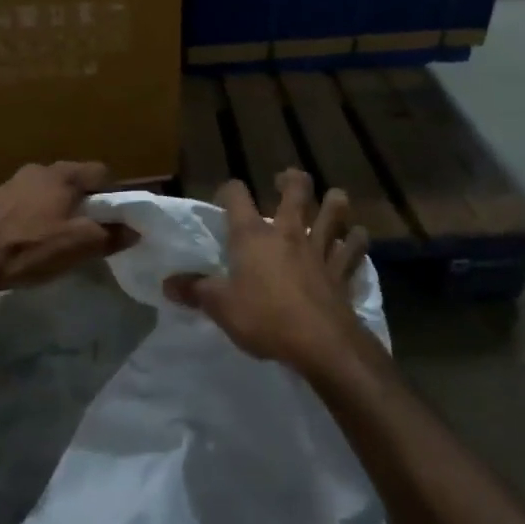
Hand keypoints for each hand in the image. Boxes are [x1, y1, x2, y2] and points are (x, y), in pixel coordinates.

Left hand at [0, 161, 136, 293]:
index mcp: (63, 175)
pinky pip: (25, 201)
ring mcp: (12, 182)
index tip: (115, 217)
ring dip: (57, 206)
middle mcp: (38, 170)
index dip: (113, 193)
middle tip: (89, 227)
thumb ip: (110, 236)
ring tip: (57, 234)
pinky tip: (29, 237)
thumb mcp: (78, 246)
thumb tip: (134, 230)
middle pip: (73, 179)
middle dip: (84, 200)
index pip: (101, 172)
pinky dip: (33, 214)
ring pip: (47, 189)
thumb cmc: (31, 247)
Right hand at [164, 168, 369, 372]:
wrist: (320, 343)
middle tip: (285, 181)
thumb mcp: (221, 308)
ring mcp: (320, 249)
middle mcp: (289, 232)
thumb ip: (196, 291)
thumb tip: (168, 284)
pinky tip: (356, 238)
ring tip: (331, 200)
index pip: (237, 196)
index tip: (226, 197)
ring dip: (334, 202)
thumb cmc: (264, 318)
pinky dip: (357, 240)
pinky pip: (354, 248)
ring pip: (334, 212)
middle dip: (291, 179)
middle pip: (296, 190)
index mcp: (253, 236)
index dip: (230, 190)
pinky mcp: (342, 270)